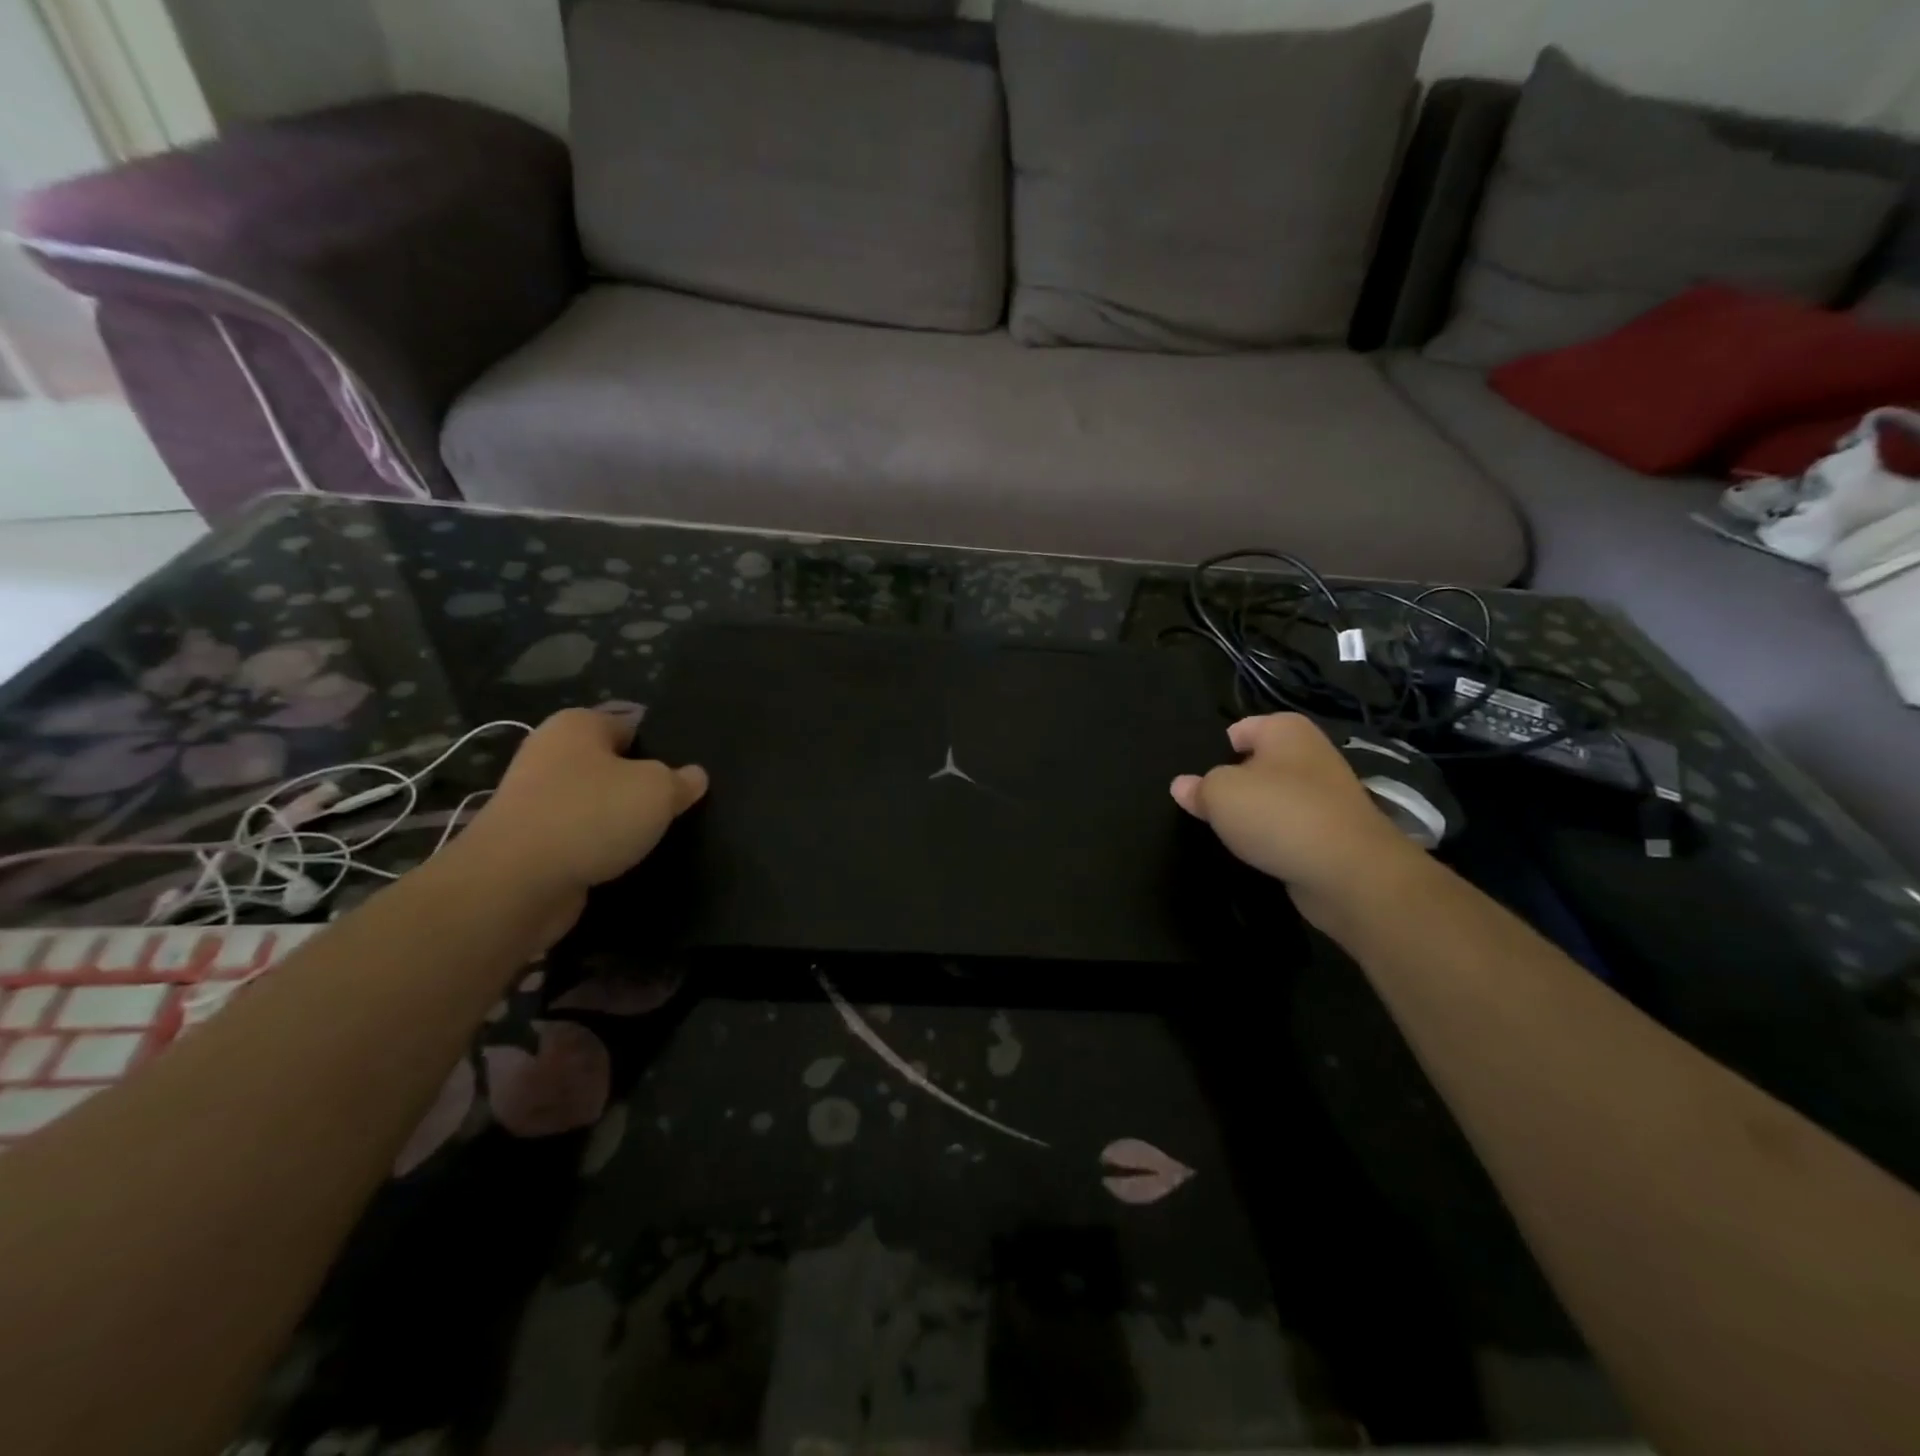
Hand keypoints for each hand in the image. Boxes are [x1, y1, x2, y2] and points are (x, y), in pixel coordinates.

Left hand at [455, 708, 706, 898]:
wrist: (515, 883)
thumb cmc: (591, 815)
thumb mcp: (658, 790)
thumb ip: (681, 781)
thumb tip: (694, 776)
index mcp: (577, 725)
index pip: (631, 724)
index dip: (663, 745)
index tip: (689, 771)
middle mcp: (551, 754)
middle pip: (613, 765)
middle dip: (643, 784)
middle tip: (681, 803)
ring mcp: (536, 800)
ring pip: (596, 803)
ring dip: (622, 819)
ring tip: (660, 835)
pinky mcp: (531, 842)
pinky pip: (580, 836)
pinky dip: (601, 847)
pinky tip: (627, 860)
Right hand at [1171, 714, 1422, 920]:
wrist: (1348, 872)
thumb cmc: (1277, 814)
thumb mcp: (1219, 794)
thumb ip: (1198, 788)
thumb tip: (1182, 786)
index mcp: (1285, 730)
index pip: (1240, 729)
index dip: (1216, 752)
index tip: (1199, 780)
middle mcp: (1311, 754)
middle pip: (1258, 764)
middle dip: (1235, 783)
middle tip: (1210, 807)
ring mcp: (1327, 794)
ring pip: (1276, 797)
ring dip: (1256, 814)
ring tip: (1231, 833)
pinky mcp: (1335, 831)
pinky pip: (1292, 827)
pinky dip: (1277, 838)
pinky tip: (1260, 852)